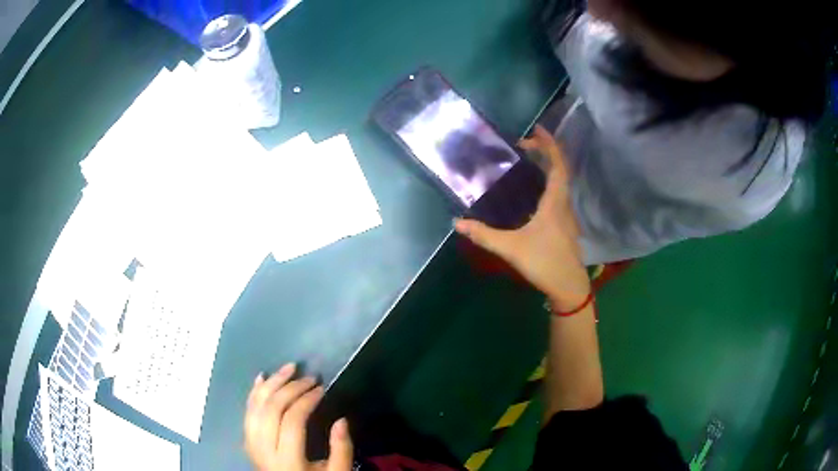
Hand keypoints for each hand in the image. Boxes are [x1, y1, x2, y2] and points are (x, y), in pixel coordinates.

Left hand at [244, 364, 352, 470]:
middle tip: (309, 377)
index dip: (306, 400)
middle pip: (271, 409)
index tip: (322, 388)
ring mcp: (252, 445)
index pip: (292, 420)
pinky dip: (254, 393)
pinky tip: (262, 378)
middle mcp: (264, 450)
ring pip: (255, 407)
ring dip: (271, 384)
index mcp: (288, 460)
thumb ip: (341, 449)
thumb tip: (342, 420)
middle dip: (289, 387)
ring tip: (288, 368)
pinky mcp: (247, 441)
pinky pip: (247, 413)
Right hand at [454, 125, 589, 309]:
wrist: (569, 287)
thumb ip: (484, 235)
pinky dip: (547, 184)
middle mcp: (564, 204)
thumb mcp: (511, 248)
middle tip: (522, 146)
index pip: (557, 165)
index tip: (536, 130)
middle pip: (559, 170)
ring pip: (560, 183)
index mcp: (555, 202)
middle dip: (544, 153)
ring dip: (546, 168)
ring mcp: (567, 215)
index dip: (549, 145)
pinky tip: (532, 194)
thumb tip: (458, 222)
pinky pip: (557, 195)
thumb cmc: (545, 262)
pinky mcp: (565, 225)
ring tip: (526, 162)